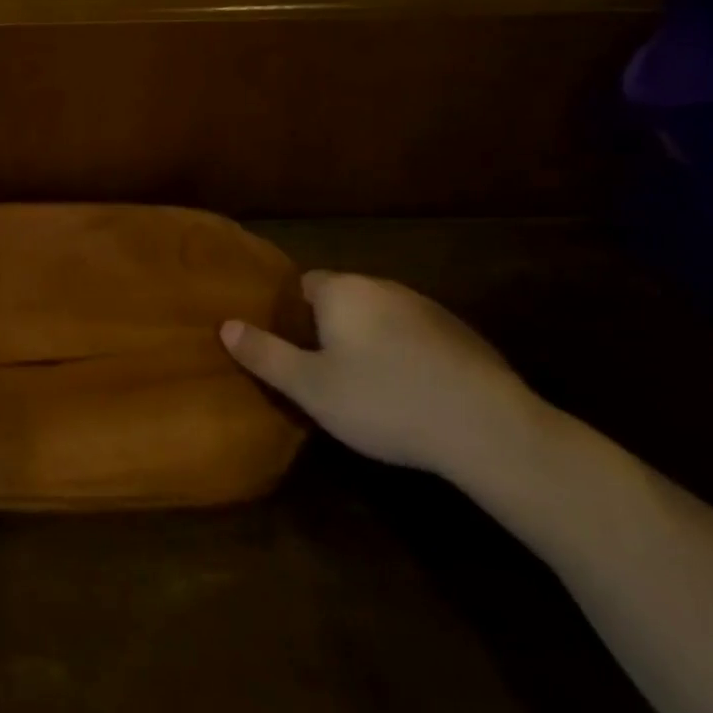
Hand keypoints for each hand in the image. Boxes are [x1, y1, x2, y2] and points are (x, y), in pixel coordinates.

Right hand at [221, 271, 543, 477]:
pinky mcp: (461, 334)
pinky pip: (416, 335)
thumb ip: (265, 354)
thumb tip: (225, 325)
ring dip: (370, 341)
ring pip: (381, 317)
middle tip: (326, 373)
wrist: (487, 427)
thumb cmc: (384, 401)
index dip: (293, 315)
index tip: (293, 350)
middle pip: (343, 299)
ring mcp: (426, 307)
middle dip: (331, 328)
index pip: (304, 285)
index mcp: (342, 291)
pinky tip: (413, 392)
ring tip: (369, 387)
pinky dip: (406, 354)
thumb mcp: (311, 387)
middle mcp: (382, 286)